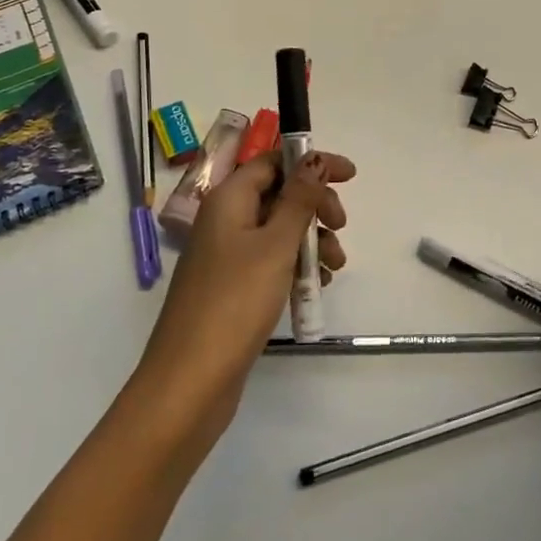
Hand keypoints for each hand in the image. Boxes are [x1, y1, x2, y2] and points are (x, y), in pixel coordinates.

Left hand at [134, 152, 354, 432]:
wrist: (190, 381)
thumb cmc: (235, 302)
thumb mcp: (275, 245)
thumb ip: (299, 200)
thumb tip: (313, 159)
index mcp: (228, 200)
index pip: (273, 162)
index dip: (311, 163)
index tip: (349, 175)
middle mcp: (224, 220)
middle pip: (278, 195)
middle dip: (315, 206)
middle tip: (340, 226)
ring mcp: (227, 256)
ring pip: (279, 230)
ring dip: (312, 240)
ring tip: (334, 268)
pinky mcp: (233, 287)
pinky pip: (272, 260)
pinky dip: (296, 265)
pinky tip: (316, 286)